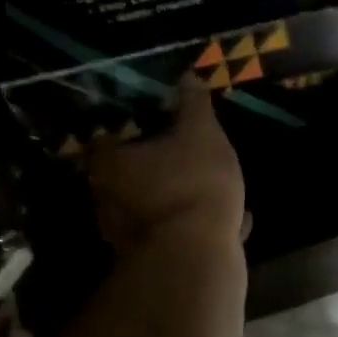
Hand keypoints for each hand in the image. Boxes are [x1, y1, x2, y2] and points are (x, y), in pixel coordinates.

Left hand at [86, 76, 246, 255]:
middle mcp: (109, 202)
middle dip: (154, 165)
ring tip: (214, 185)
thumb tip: (188, 75)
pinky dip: (199, 225)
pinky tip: (232, 220)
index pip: (105, 138)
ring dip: (179, 197)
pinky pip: (179, 234)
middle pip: (128, 176)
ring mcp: (129, 236)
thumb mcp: (202, 134)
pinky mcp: (155, 261)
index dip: (126, 128)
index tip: (149, 120)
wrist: (197, 260)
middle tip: (182, 152)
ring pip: (155, 207)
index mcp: (111, 165)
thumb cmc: (192, 185)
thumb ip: (194, 105)